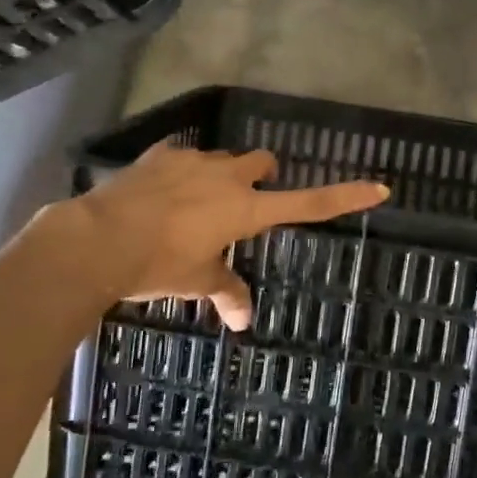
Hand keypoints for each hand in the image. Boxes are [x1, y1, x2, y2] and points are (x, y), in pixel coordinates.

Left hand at [11, 143, 388, 330]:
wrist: (98, 239)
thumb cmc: (158, 264)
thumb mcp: (196, 281)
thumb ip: (225, 293)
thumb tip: (243, 321)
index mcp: (246, 208)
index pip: (308, 203)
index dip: (344, 196)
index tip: (378, 187)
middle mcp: (227, 176)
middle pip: (261, 163)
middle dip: (260, 176)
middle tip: (244, 203)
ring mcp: (192, 161)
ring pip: (221, 159)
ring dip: (218, 177)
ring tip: (191, 206)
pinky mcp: (161, 155)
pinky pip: (182, 158)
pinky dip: (180, 174)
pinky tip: (159, 196)